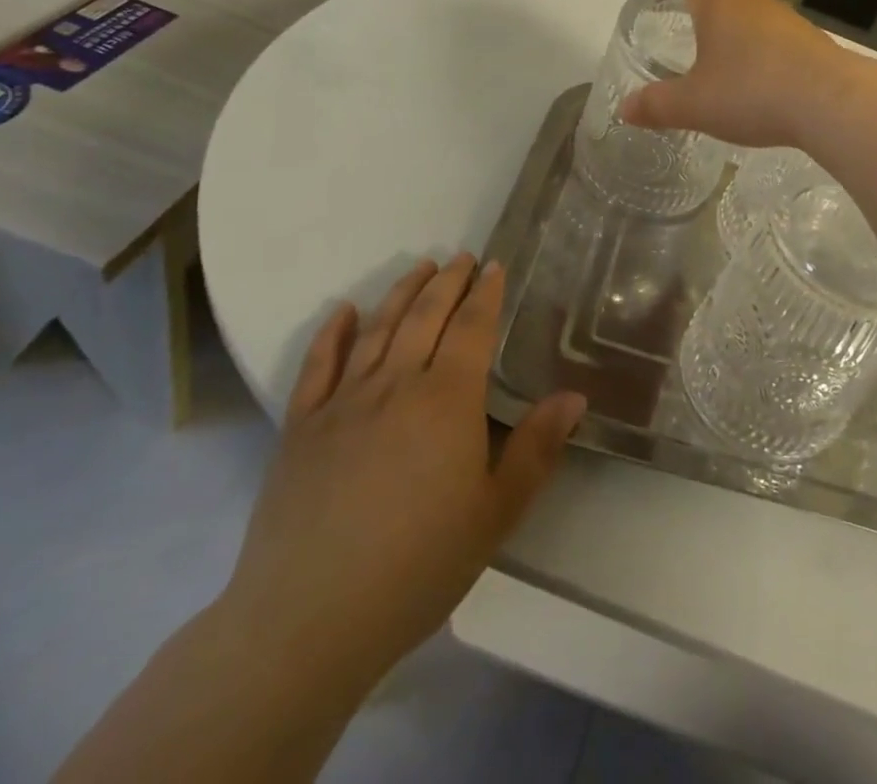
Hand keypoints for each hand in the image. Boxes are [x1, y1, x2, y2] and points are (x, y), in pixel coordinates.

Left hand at [218, 255, 584, 695]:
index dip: (486, 293)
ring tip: (420, 267)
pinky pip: (318, 365)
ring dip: (401, 293)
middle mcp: (396, 385)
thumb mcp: (496, 512)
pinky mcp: (301, 427)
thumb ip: (538, 448)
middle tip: (462, 257)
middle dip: (447, 282)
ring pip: (378, 329)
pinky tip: (345, 311)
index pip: (472, 328)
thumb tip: (575, 396)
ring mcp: (344, 402)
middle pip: (425, 316)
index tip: (495, 266)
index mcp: (448, 399)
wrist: (309, 620)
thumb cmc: (418, 566)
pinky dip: (333, 332)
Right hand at [620, 0, 851, 148]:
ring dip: (739, 6)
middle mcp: (755, 3)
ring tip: (723, 33)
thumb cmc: (752, 93)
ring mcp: (789, 21)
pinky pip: (779, 29)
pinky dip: (762, 36)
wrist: (831, 102)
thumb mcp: (695, 105)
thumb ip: (658, 105)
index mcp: (720, 4)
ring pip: (759, 0)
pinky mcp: (812, 44)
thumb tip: (625, 109)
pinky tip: (758, 66)